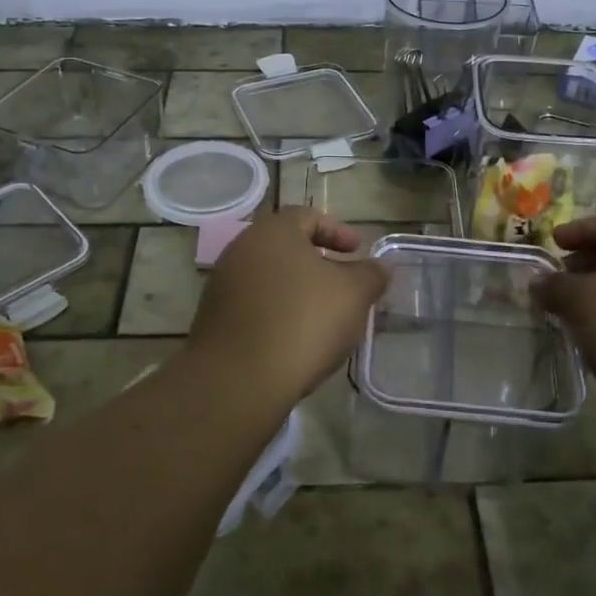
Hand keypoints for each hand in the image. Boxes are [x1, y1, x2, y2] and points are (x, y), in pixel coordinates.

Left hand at [188, 208, 388, 404]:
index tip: (357, 252)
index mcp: (273, 231)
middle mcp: (242, 248)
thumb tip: (381, 265)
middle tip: (342, 282)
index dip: (338, 231)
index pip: (308, 216)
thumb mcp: (353, 295)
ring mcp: (223, 283)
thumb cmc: (302, 322)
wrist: (238, 379)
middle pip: (286, 246)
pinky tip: (294, 337)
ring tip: (322, 314)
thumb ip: (371, 274)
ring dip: (297, 288)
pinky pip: (254, 303)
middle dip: (317, 261)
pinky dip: (277, 311)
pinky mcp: (214, 318)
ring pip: (269, 276)